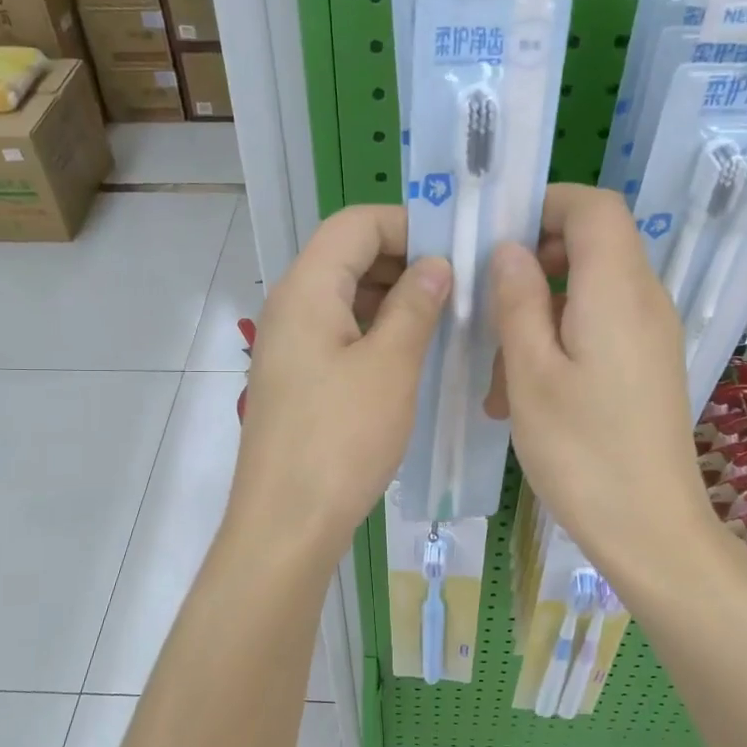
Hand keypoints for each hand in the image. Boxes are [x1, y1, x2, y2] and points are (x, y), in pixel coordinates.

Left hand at [231, 205, 450, 561]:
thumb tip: (435, 265)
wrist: (287, 522)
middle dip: (404, 261)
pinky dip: (377, 332)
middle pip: (348, 257)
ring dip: (394, 300)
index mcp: (307, 290)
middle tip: (460, 285)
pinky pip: (340, 335)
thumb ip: (415, 306)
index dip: (407, 224)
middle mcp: (290, 307)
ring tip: (446, 320)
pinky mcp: (298, 380)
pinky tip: (413, 355)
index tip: (455, 248)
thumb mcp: (390, 366)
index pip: (355, 223)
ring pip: (346, 299)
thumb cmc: (341, 439)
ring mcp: (290, 346)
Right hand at [491, 185, 722, 594]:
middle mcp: (645, 301)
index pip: (595, 207)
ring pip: (589, 296)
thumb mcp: (530, 373)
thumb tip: (511, 249)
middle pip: (592, 248)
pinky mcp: (648, 367)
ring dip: (539, 318)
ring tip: (499, 378)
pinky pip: (601, 330)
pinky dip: (560, 345)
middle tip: (488, 310)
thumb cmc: (581, 451)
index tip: (497, 236)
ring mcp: (651, 336)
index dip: (546, 205)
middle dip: (534, 268)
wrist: (649, 528)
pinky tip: (527, 396)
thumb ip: (518, 301)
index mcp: (617, 291)